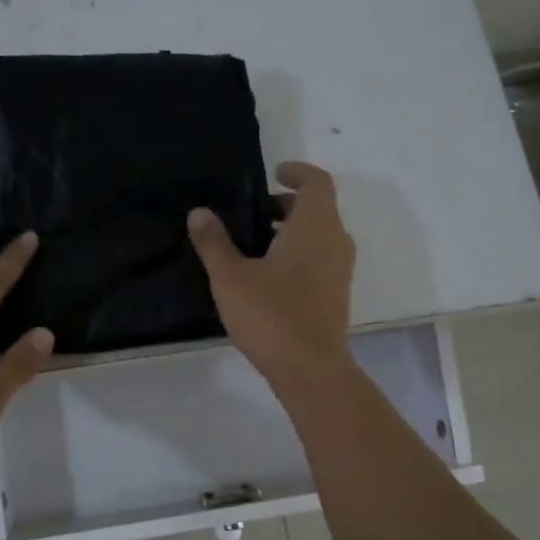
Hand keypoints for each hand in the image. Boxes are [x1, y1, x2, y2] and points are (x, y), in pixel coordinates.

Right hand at [187, 160, 354, 391]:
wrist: (309, 368)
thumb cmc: (271, 314)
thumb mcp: (230, 276)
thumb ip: (214, 242)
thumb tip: (199, 212)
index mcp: (315, 225)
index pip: (316, 182)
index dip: (297, 172)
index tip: (275, 173)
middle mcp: (336, 241)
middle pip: (317, 209)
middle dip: (287, 206)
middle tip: (253, 214)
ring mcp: (340, 271)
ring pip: (320, 237)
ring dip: (292, 233)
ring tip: (255, 247)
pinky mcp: (337, 296)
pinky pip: (320, 261)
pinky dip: (299, 256)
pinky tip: (268, 279)